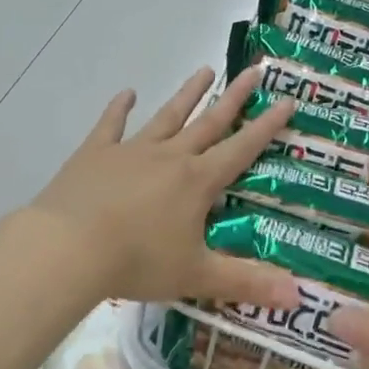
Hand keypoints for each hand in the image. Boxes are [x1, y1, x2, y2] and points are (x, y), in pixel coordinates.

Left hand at [22, 65, 299, 308]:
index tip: (287, 100)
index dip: (267, 126)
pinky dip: (119, 108)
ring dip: (188, 94)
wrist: (68, 249)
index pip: (242, 148)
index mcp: (198, 181)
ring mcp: (131, 150)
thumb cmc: (137, 262)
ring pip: (168, 116)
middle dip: (235, 97)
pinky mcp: (96, 154)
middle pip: (209, 122)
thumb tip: (299, 298)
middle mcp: (170, 157)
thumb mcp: (197, 276)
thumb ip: (248, 283)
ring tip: (205, 70)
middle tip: (254, 70)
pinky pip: (111, 125)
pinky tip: (126, 93)